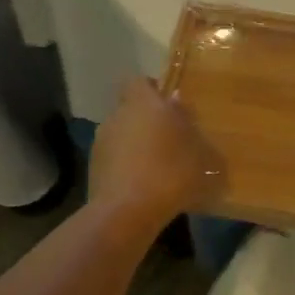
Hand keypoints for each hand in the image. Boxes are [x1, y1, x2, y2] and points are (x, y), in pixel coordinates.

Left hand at [89, 78, 224, 234]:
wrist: (127, 212)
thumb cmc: (171, 174)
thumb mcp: (201, 153)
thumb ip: (190, 125)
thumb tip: (177, 104)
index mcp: (144, 103)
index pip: (140, 82)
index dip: (153, 91)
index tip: (169, 106)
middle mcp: (118, 115)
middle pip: (131, 109)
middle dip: (148, 121)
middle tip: (170, 139)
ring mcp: (101, 142)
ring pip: (122, 135)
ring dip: (136, 145)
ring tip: (158, 167)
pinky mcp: (93, 168)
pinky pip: (115, 159)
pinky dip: (127, 167)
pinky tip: (144, 186)